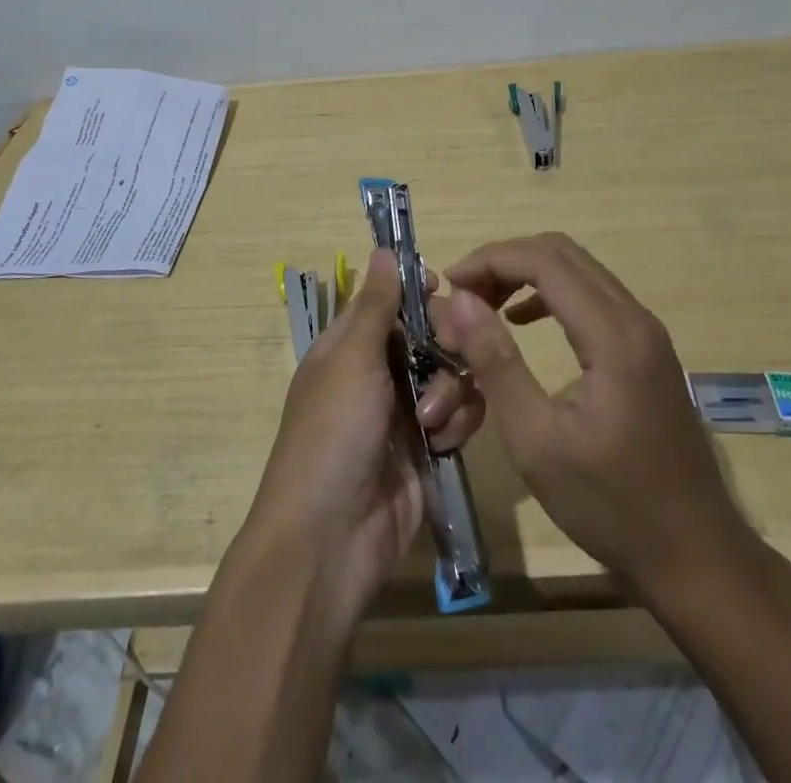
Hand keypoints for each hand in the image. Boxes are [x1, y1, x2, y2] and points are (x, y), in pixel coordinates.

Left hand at [240, 249, 485, 623]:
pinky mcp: (429, 450)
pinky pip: (461, 418)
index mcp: (349, 346)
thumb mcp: (351, 360)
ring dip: (450, 393)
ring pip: (452, 376)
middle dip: (444, 345)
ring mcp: (404, 413)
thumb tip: (384, 249)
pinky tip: (442, 444)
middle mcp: (378, 373)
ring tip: (431, 422)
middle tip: (448, 357)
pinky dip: (457, 425)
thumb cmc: (332, 435)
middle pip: (430, 335)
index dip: (419, 293)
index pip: (391, 301)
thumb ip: (376, 305)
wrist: (330, 540)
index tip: (444, 291)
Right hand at [440, 233, 754, 597]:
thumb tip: (460, 301)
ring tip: (484, 305)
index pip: (544, 260)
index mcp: (613, 335)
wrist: (697, 557)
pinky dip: (550, 294)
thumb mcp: (537, 440)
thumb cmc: (611, 506)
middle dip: (505, 261)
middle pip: (562, 253)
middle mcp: (635, 318)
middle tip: (463, 294)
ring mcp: (646, 332)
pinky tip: (522, 321)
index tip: (449, 284)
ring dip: (526, 274)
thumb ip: (496, 362)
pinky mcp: (646, 349)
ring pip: (578, 270)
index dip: (490, 260)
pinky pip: (592, 296)